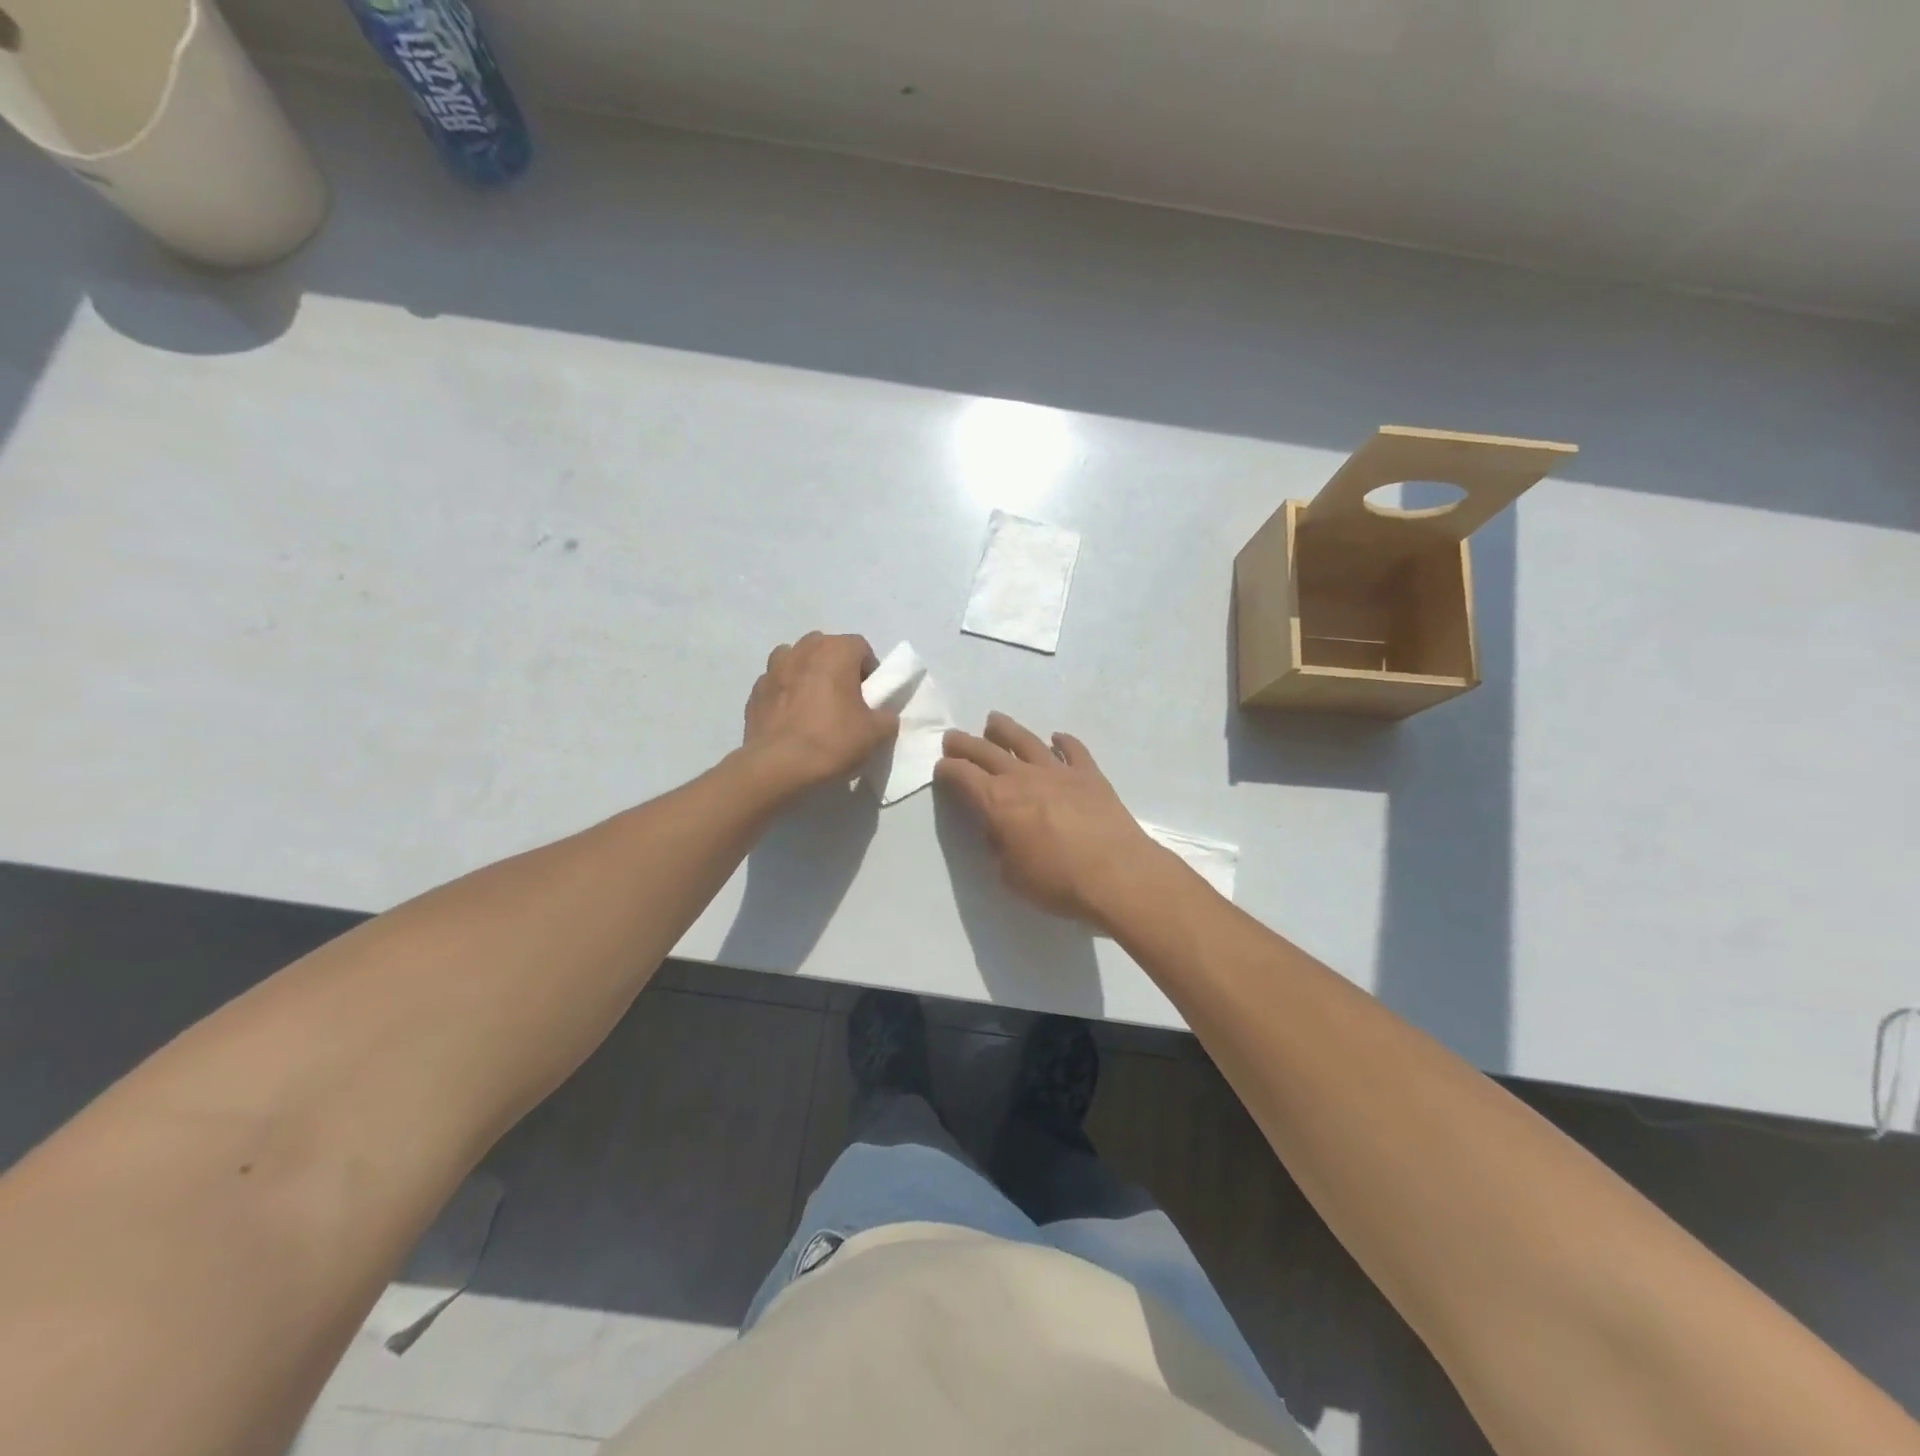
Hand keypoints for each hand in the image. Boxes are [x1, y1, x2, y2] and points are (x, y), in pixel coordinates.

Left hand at [742, 632, 897, 795]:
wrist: (777, 767)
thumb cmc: (832, 741)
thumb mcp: (876, 734)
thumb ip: (886, 717)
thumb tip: (882, 715)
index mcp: (835, 651)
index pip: (861, 647)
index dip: (869, 671)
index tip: (870, 697)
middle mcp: (803, 650)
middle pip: (826, 648)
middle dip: (837, 667)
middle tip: (844, 699)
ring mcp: (773, 668)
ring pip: (796, 660)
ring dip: (807, 674)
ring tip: (813, 705)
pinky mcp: (755, 691)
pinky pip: (776, 684)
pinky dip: (785, 694)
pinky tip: (791, 719)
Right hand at [935, 712, 1166, 928]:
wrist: (1116, 874)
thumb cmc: (1057, 881)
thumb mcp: (1010, 874)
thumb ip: (999, 846)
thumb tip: (1000, 829)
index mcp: (997, 801)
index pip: (963, 776)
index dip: (947, 769)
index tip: (941, 767)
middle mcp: (1023, 777)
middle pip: (987, 751)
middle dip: (966, 743)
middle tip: (953, 737)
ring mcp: (1058, 771)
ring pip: (1026, 741)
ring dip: (1006, 729)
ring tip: (994, 720)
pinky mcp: (1089, 775)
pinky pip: (1073, 750)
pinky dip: (1063, 741)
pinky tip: (1057, 737)